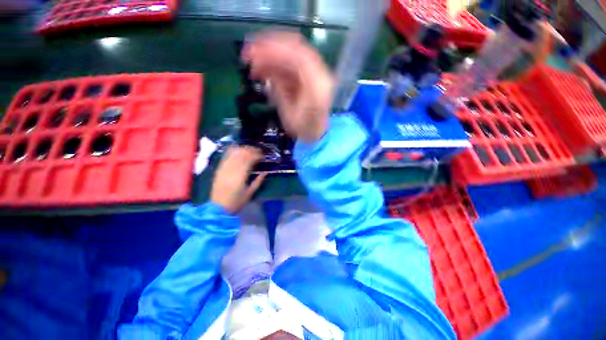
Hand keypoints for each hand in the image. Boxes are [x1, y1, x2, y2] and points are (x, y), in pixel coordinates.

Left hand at [211, 147, 265, 213]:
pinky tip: (237, 149)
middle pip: (241, 154)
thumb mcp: (250, 193)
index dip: (256, 155)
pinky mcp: (219, 170)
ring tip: (249, 149)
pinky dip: (232, 152)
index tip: (262, 155)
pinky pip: (225, 157)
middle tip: (258, 150)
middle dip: (250, 150)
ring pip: (233, 154)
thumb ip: (258, 182)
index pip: (249, 160)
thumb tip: (265, 172)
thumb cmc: (236, 202)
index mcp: (240, 177)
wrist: (218, 208)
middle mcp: (231, 170)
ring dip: (242, 149)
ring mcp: (223, 169)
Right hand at [242, 32, 334, 141]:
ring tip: (252, 67)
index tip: (253, 52)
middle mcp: (320, 75)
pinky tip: (263, 71)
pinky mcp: (309, 75)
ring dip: (270, 56)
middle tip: (248, 53)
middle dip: (269, 48)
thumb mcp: (289, 115)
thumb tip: (266, 70)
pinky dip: (276, 65)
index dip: (274, 50)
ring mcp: (316, 73)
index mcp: (317, 87)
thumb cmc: (304, 129)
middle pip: (295, 49)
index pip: (298, 58)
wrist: (317, 133)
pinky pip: (291, 64)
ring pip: (292, 54)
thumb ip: (279, 91)